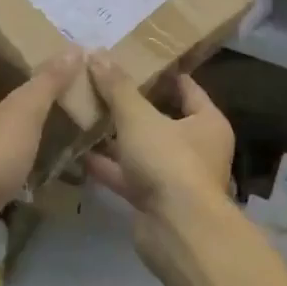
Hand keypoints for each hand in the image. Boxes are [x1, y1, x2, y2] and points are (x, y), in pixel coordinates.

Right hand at [84, 54, 234, 265]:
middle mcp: (197, 147)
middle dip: (131, 104)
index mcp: (207, 121)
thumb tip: (97, 53)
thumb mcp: (139, 118)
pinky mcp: (154, 200)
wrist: (178, 232)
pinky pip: (129, 175)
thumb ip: (117, 88)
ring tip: (84, 113)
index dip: (160, 72)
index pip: (185, 87)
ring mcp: (175, 176)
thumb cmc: (169, 162)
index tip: (132, 59)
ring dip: (116, 136)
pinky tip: (79, 151)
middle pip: (161, 118)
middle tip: (100, 83)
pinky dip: (108, 166)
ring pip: (142, 148)